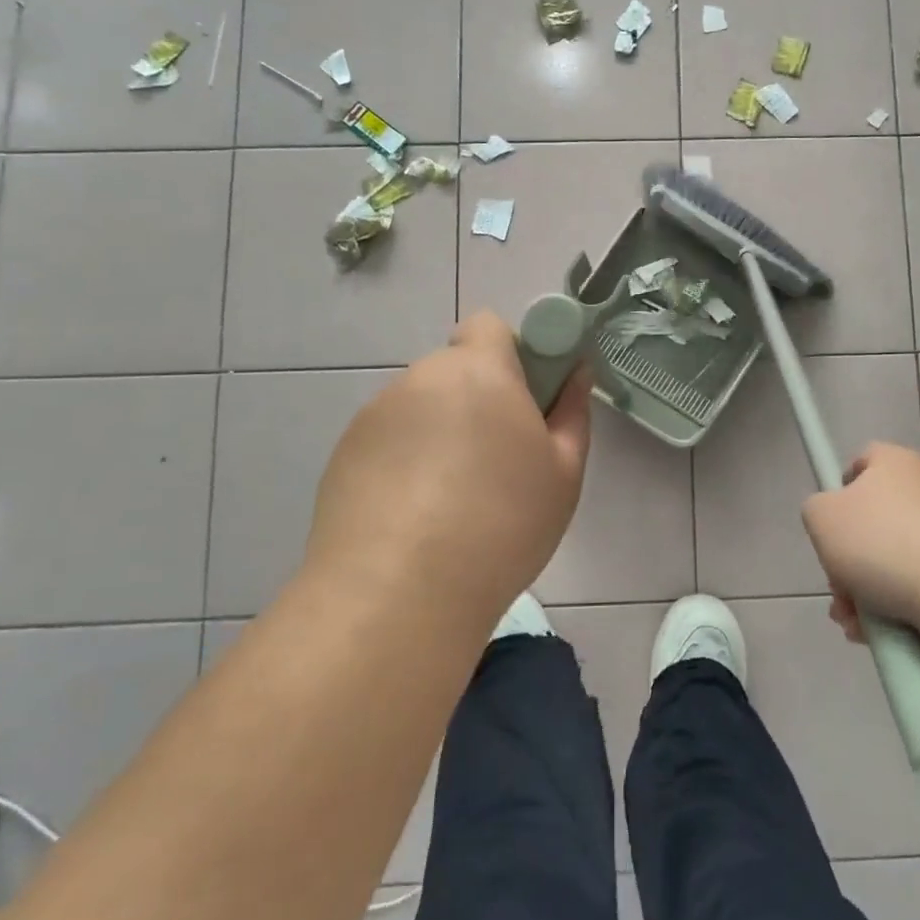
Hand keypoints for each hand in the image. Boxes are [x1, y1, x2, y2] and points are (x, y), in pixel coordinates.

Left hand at [307, 312, 593, 627]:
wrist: (399, 593)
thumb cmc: (502, 523)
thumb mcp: (563, 471)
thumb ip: (573, 411)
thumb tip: (576, 373)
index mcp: (479, 370)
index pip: (489, 326)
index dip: (512, 354)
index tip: (527, 402)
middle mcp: (421, 379)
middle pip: (456, 370)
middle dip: (479, 398)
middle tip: (499, 459)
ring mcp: (375, 416)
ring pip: (422, 407)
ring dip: (441, 431)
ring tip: (453, 500)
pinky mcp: (343, 454)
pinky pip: (389, 441)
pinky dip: (406, 461)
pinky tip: (416, 517)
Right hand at [800, 442, 919, 642]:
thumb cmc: (882, 541)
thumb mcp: (821, 517)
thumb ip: (816, 510)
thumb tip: (832, 520)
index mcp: (895, 462)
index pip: (862, 462)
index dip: (840, 491)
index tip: (830, 526)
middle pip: (874, 521)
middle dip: (848, 560)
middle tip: (838, 589)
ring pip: (894, 560)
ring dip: (867, 592)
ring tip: (856, 624)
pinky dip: (898, 607)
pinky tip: (883, 634)